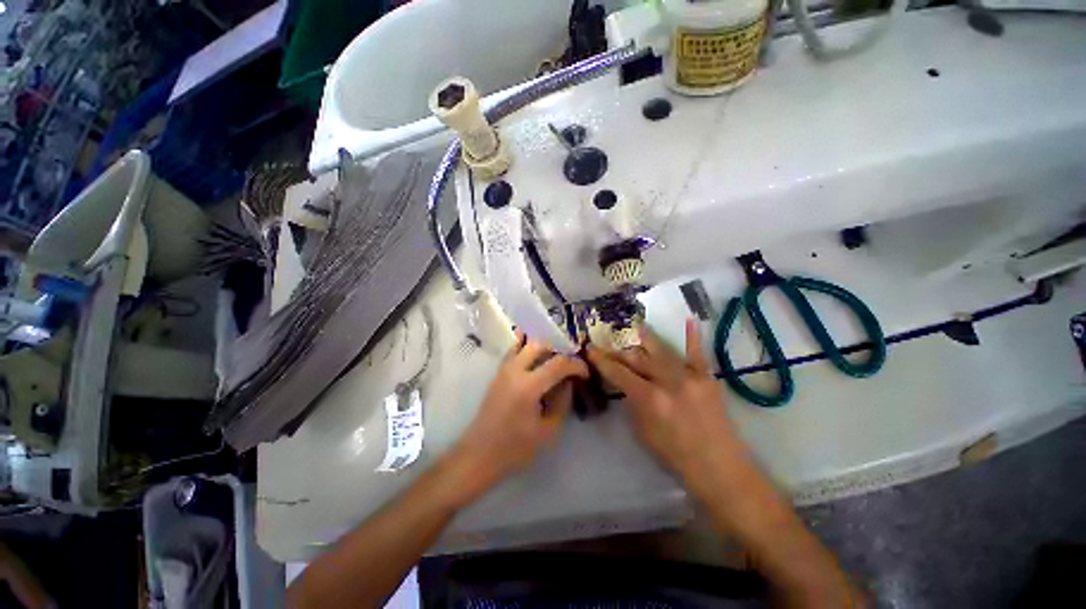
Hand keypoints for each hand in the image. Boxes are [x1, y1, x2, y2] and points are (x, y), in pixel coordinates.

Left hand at [451, 332, 588, 490]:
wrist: (479, 454)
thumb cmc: (515, 448)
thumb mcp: (548, 430)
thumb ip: (562, 402)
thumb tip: (568, 383)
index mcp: (529, 387)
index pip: (558, 364)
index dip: (576, 365)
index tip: (585, 373)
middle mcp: (515, 371)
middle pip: (540, 345)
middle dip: (559, 350)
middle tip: (569, 364)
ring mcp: (504, 369)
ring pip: (525, 344)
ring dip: (543, 347)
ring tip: (554, 361)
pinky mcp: (498, 373)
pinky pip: (514, 351)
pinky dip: (526, 348)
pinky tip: (536, 358)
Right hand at [587, 319, 739, 482]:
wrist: (719, 467)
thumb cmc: (674, 455)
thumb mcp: (642, 432)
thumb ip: (633, 403)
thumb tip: (626, 384)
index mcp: (648, 399)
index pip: (618, 373)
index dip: (601, 360)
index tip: (590, 348)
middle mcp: (667, 382)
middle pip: (637, 359)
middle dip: (619, 351)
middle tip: (608, 343)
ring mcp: (689, 377)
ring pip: (661, 351)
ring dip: (647, 337)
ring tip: (637, 325)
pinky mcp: (707, 378)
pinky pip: (698, 353)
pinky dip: (693, 337)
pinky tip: (689, 319)